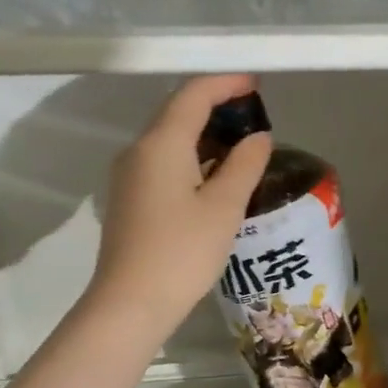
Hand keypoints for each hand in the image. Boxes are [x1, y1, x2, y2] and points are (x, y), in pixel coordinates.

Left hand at [87, 74, 272, 346]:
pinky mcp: (130, 199)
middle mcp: (139, 150)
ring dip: (205, 135)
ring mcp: (129, 176)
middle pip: (178, 113)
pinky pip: (163, 163)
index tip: (257, 85)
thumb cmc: (182, 252)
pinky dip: (192, 158)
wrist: (130, 304)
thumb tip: (258, 137)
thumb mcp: (224, 207)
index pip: (194, 95)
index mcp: (161, 143)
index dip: (227, 83)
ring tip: (242, 146)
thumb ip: (245, 165)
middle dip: (217, 107)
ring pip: (170, 139)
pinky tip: (215, 177)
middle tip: (255, 116)